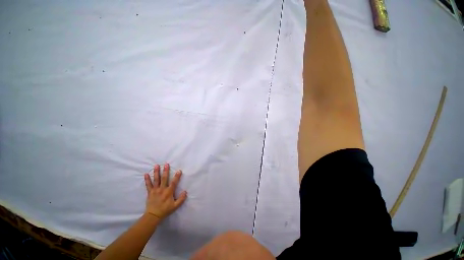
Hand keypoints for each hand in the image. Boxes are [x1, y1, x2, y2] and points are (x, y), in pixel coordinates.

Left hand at [144, 163, 186, 220]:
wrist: (153, 216)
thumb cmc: (165, 210)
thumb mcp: (175, 206)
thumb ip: (181, 199)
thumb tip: (185, 191)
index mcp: (168, 192)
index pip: (174, 182)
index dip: (177, 176)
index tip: (179, 170)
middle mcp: (162, 189)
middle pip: (164, 178)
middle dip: (165, 171)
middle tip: (166, 164)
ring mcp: (155, 190)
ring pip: (156, 180)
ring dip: (156, 172)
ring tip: (156, 165)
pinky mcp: (150, 192)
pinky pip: (148, 185)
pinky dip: (147, 179)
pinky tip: (145, 174)